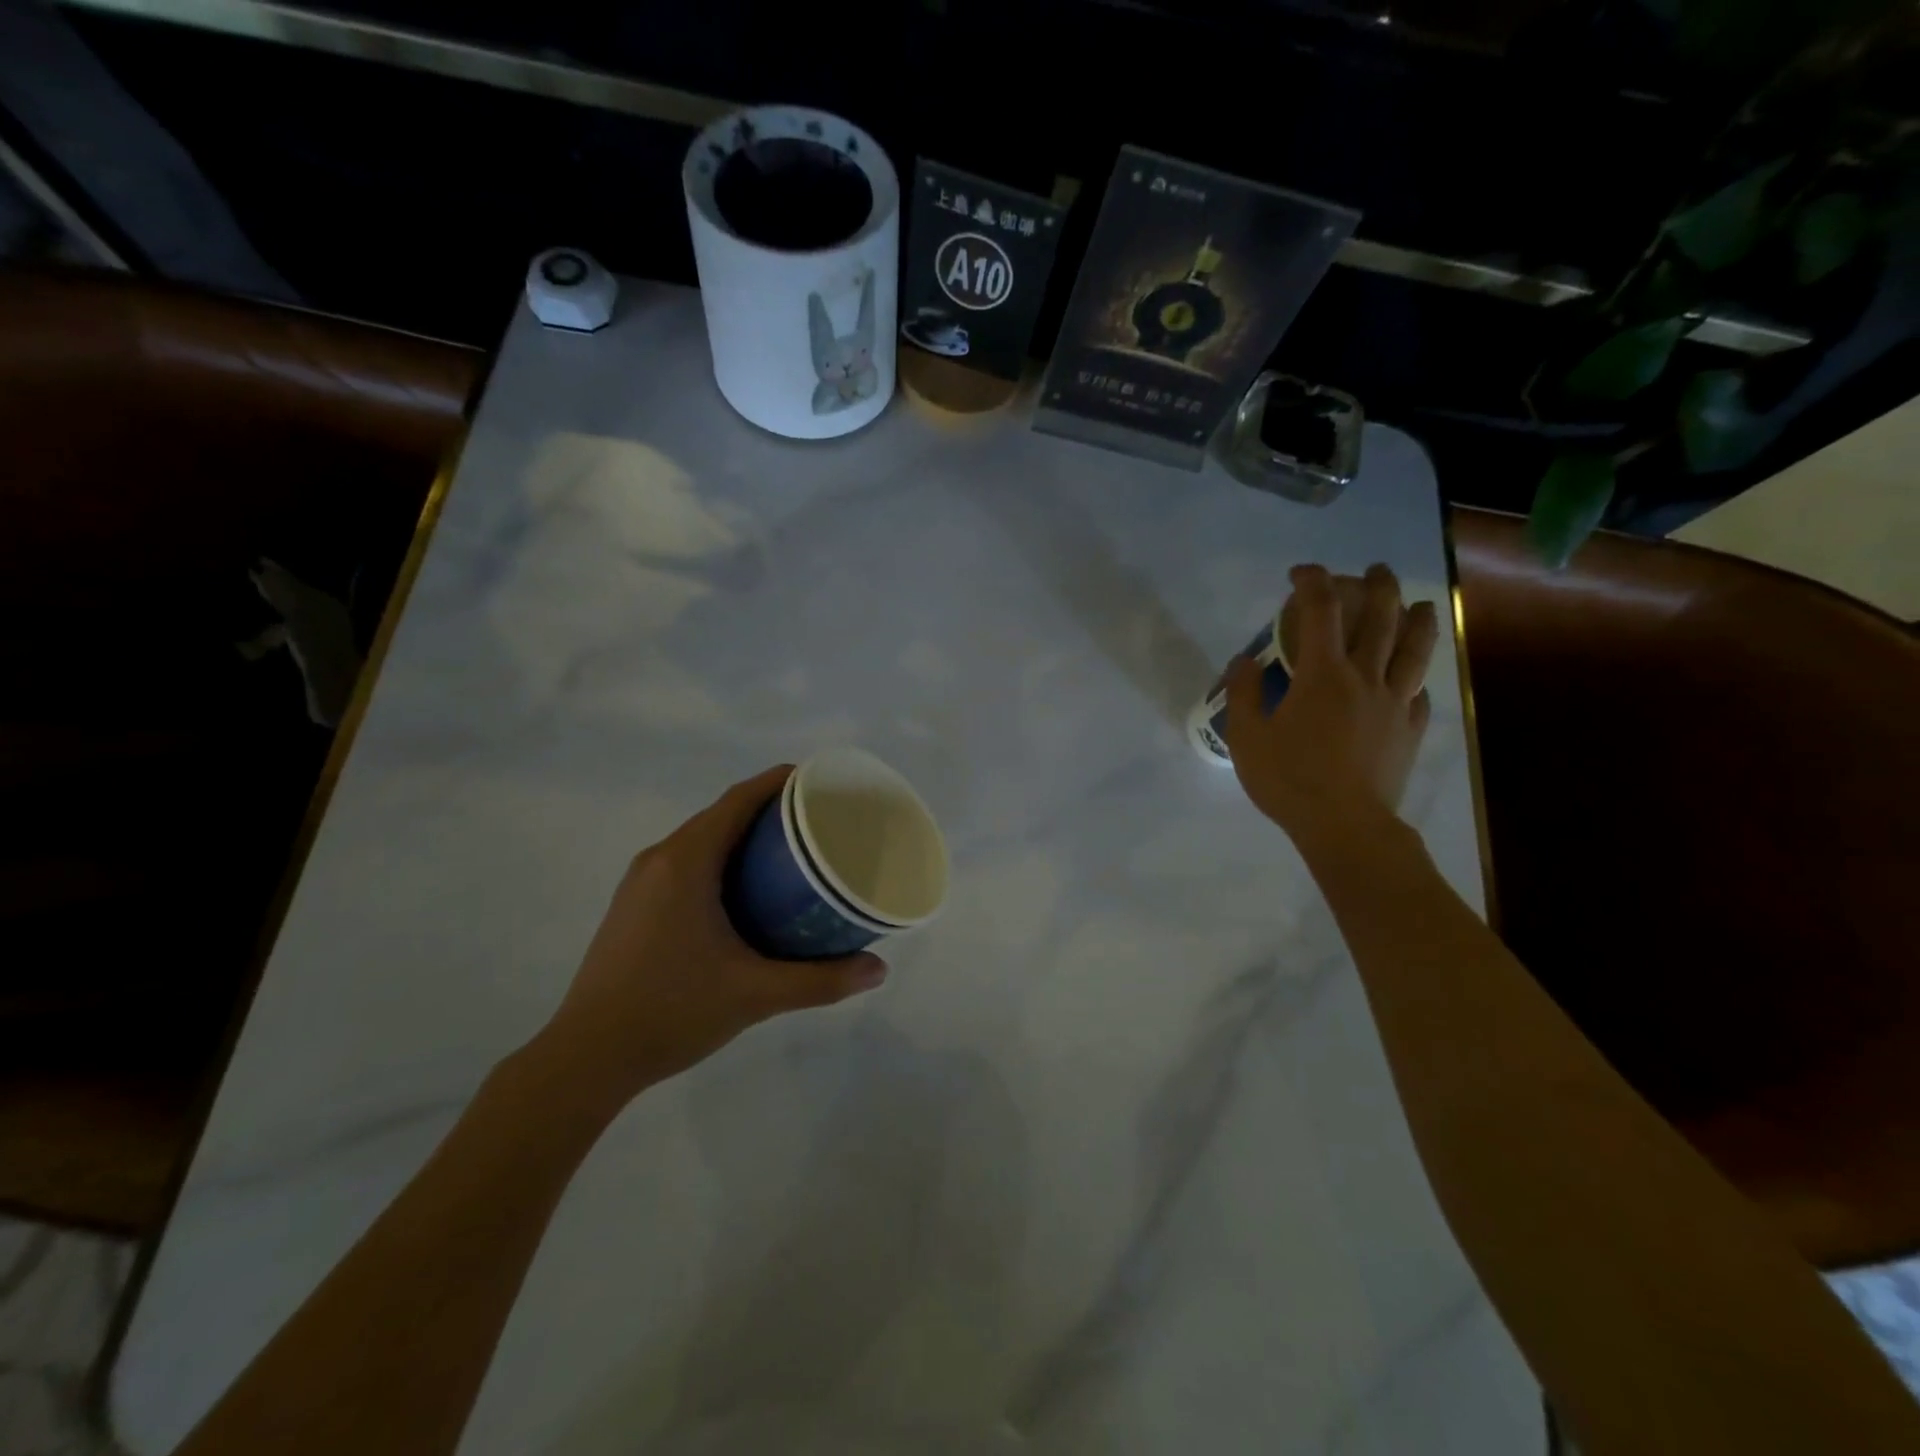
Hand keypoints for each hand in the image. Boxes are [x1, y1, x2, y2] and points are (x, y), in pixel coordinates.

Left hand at [533, 766, 887, 1108]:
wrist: (586, 1058)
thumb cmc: (672, 1011)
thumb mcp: (755, 995)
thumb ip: (820, 981)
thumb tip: (879, 970)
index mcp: (685, 862)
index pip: (736, 800)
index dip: (777, 782)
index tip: (819, 782)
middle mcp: (659, 859)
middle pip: (720, 815)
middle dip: (768, 810)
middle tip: (817, 823)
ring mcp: (640, 883)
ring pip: (701, 840)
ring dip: (742, 837)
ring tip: (789, 854)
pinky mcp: (633, 906)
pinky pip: (685, 863)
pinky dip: (720, 861)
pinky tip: (745, 893)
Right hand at [1226, 562, 1438, 841]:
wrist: (1344, 825)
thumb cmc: (1289, 779)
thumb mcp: (1246, 738)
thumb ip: (1243, 694)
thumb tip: (1244, 660)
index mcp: (1322, 675)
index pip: (1320, 611)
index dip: (1312, 582)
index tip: (1300, 572)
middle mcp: (1365, 678)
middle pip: (1381, 618)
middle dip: (1378, 586)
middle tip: (1373, 571)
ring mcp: (1395, 704)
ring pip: (1415, 650)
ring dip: (1418, 619)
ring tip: (1420, 604)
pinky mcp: (1410, 731)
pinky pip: (1420, 695)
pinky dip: (1416, 680)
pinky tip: (1414, 681)